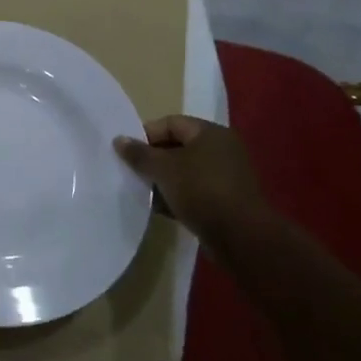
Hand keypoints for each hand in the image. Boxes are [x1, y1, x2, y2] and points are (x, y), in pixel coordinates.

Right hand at [114, 115, 266, 240]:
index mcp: (210, 133)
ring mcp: (227, 176)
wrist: (241, 237)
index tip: (127, 152)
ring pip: (185, 171)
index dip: (146, 134)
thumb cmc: (201, 190)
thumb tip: (119, 139)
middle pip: (178, 147)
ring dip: (164, 180)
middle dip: (153, 159)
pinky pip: (195, 191)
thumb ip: (139, 154)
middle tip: (133, 171)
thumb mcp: (163, 169)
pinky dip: (178, 196)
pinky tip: (160, 208)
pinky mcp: (227, 200)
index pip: (170, 123)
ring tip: (143, 191)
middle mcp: (222, 149)